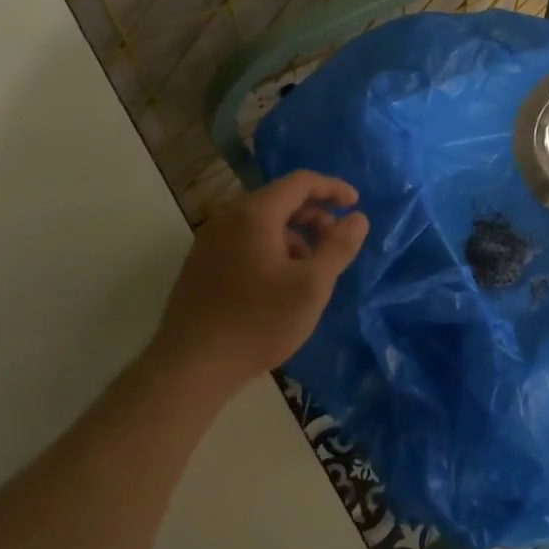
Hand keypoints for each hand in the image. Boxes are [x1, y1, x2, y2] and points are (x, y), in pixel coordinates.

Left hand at [152, 170, 368, 394]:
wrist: (190, 367)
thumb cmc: (258, 322)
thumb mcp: (312, 286)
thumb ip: (338, 247)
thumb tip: (358, 218)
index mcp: (255, 214)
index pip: (300, 181)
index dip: (332, 188)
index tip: (356, 203)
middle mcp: (228, 218)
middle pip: (279, 198)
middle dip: (314, 213)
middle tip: (336, 239)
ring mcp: (210, 240)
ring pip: (261, 221)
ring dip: (293, 233)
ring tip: (311, 266)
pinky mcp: (200, 264)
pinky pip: (244, 239)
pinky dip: (271, 245)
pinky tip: (280, 281)